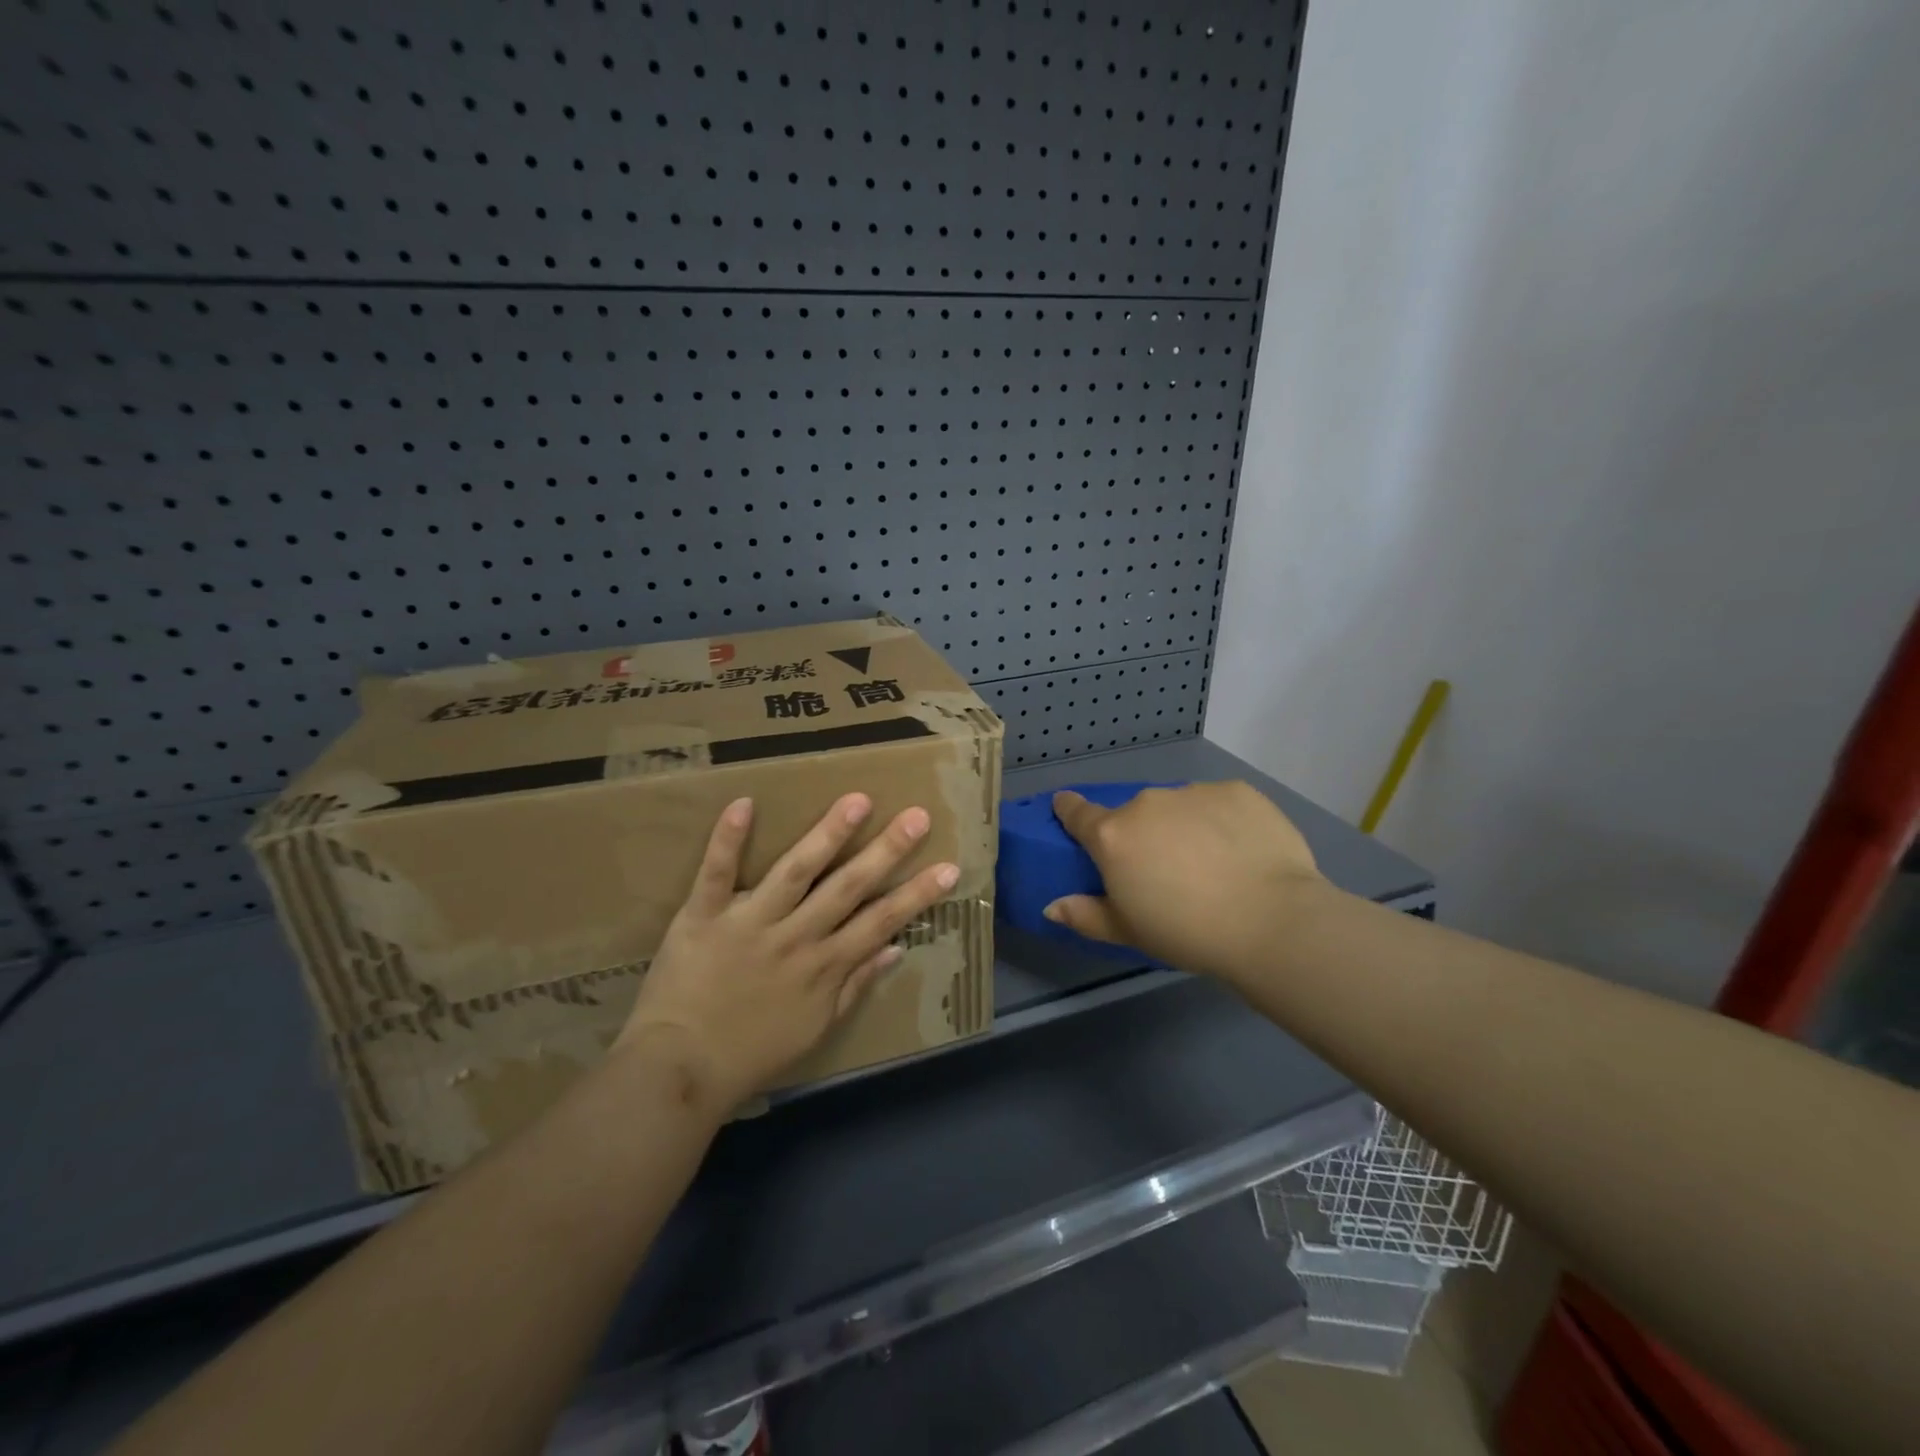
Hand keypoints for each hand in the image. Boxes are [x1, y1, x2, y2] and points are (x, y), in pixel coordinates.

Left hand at [616, 794, 958, 1106]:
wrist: (680, 1070)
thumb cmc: (753, 1052)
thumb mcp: (816, 1028)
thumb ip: (855, 984)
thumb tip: (897, 949)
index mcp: (824, 965)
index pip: (881, 922)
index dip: (918, 894)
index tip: (949, 867)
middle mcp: (796, 937)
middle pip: (848, 888)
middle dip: (886, 851)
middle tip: (917, 816)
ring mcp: (750, 923)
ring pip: (795, 872)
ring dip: (827, 835)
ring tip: (856, 800)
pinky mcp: (704, 916)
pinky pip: (716, 874)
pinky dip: (727, 840)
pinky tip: (744, 802)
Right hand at [1046, 782, 1327, 981]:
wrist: (1271, 920)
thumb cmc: (1187, 932)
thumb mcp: (1129, 932)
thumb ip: (1086, 915)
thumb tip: (1051, 906)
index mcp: (1114, 836)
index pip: (1077, 812)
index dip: (1069, 810)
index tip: (1067, 809)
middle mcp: (1147, 803)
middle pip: (1134, 813)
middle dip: (1142, 834)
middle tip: (1165, 870)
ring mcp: (1193, 792)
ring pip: (1178, 806)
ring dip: (1182, 826)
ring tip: (1211, 863)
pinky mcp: (1236, 790)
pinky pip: (1218, 802)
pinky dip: (1222, 821)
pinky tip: (1242, 851)